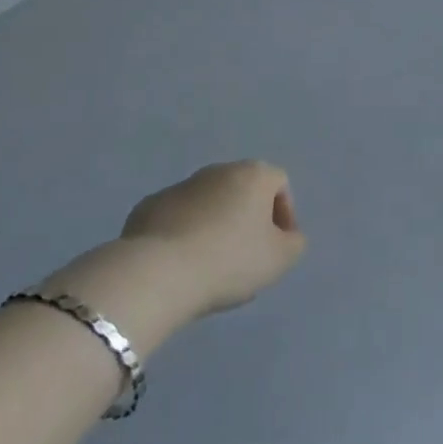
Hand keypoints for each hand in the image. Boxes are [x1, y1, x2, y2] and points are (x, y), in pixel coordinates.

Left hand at [119, 160, 305, 317]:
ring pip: (208, 203)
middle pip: (242, 190)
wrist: (157, 273)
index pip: (279, 184)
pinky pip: (176, 218)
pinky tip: (180, 264)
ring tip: (211, 265)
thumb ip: (293, 243)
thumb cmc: (230, 260)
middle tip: (246, 256)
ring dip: (214, 225)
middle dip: (247, 218)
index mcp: (253, 175)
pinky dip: (183, 234)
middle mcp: (218, 170)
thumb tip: (286, 236)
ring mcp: (180, 186)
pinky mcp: (148, 207)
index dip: (284, 214)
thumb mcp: (280, 259)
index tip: (277, 246)